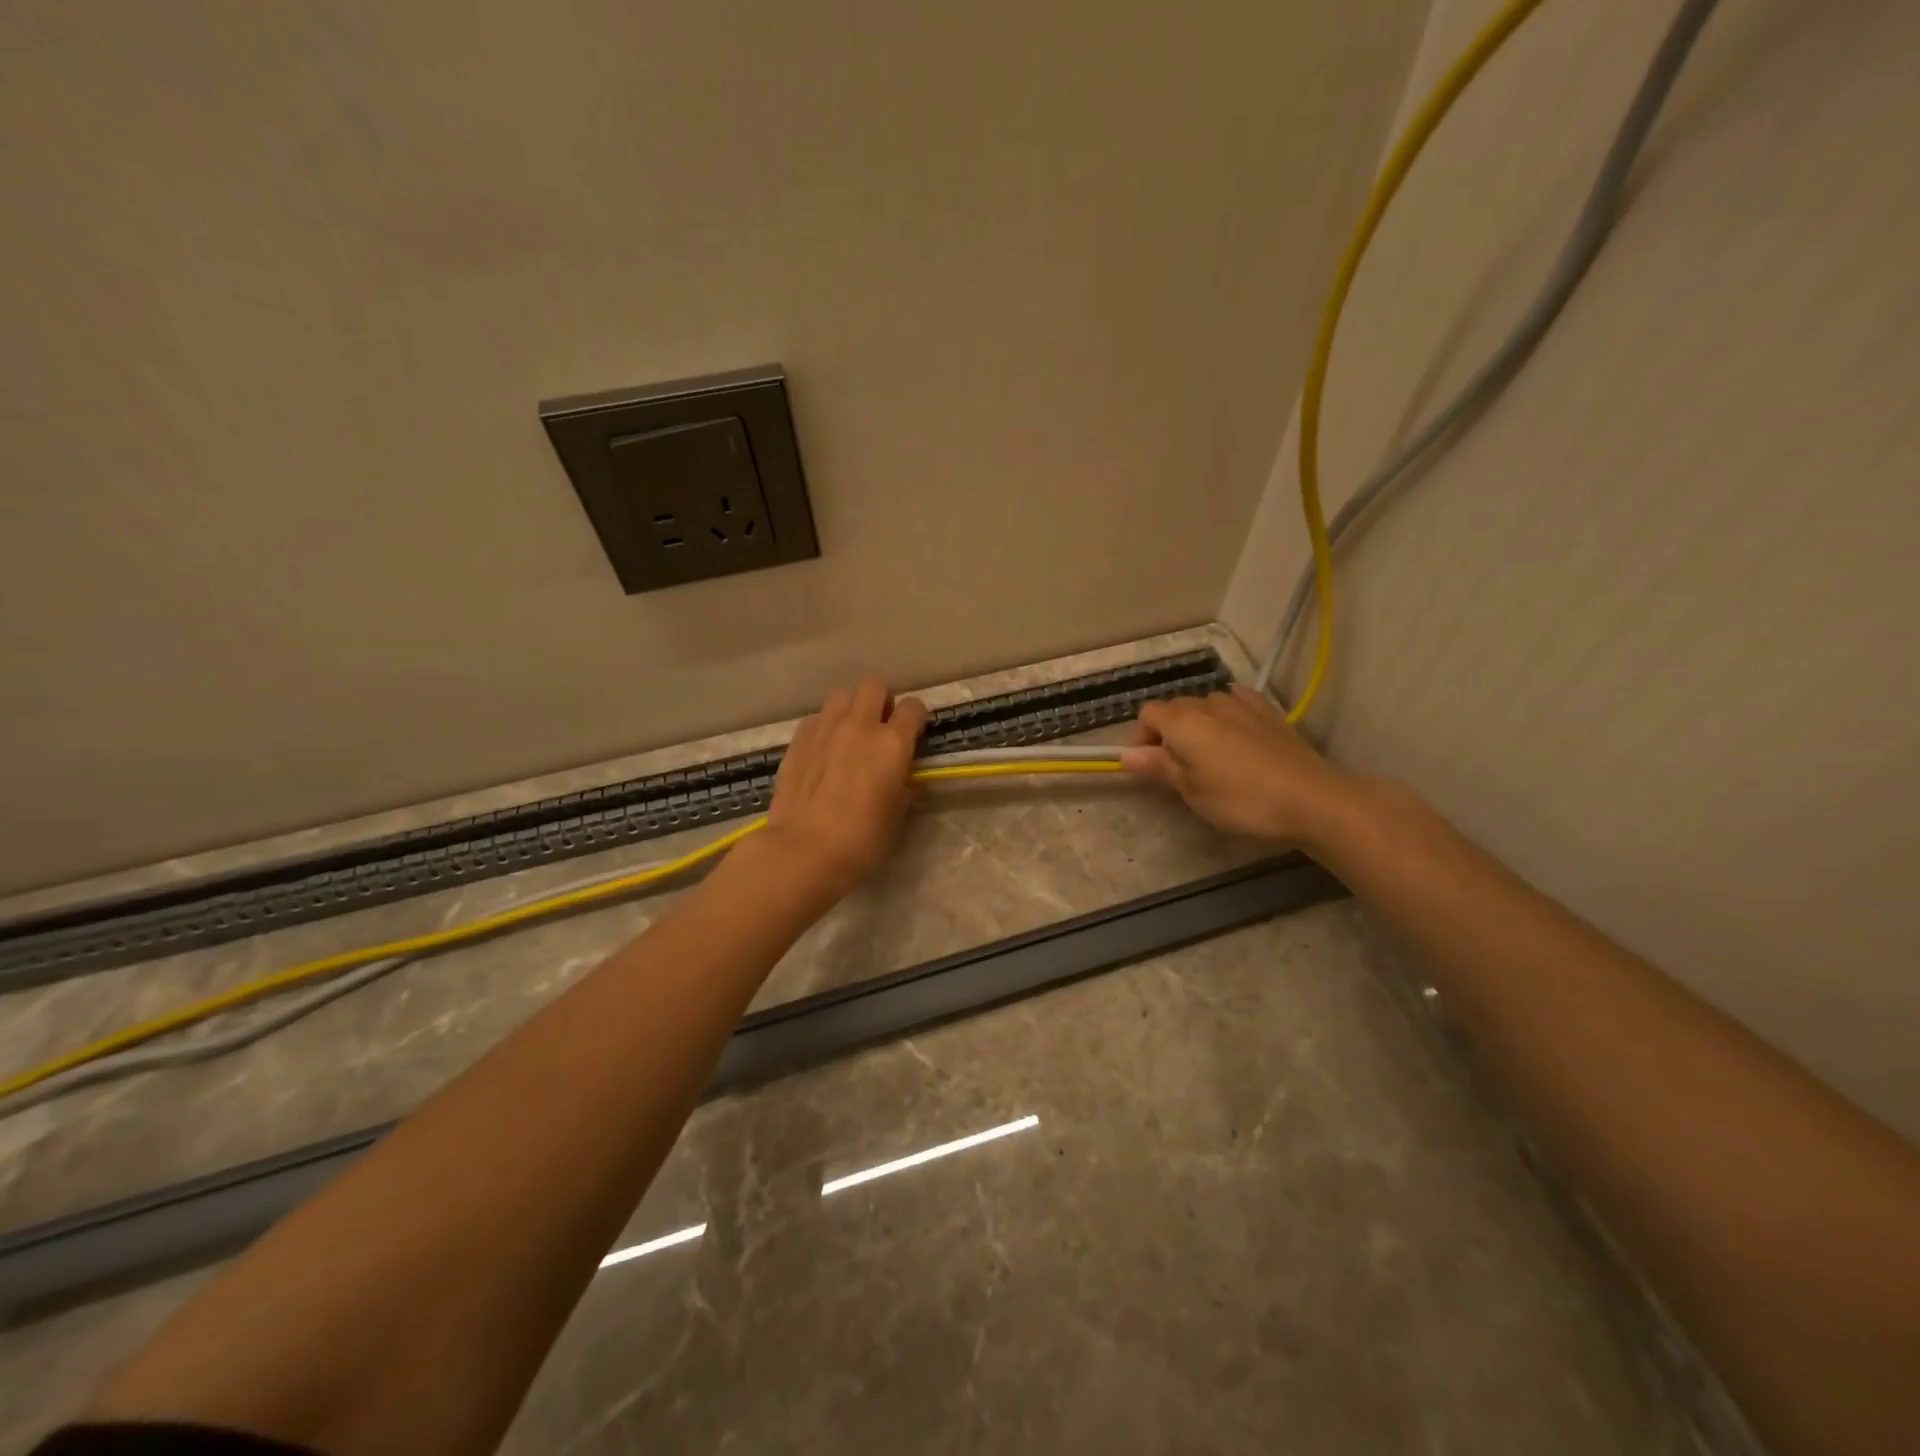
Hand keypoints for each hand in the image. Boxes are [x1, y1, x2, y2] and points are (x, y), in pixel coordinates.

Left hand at [760, 677, 927, 904]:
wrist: (803, 849)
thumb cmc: (861, 839)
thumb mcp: (896, 816)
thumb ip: (902, 786)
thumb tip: (901, 777)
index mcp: (892, 743)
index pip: (913, 707)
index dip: (915, 718)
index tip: (913, 733)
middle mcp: (860, 725)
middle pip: (874, 685)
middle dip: (882, 700)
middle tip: (881, 725)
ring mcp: (825, 727)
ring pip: (842, 694)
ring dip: (852, 707)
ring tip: (850, 732)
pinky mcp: (798, 739)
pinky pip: (817, 717)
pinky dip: (825, 726)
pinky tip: (823, 750)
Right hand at [1121, 685, 1364, 851]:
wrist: (1313, 799)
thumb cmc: (1243, 800)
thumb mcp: (1193, 791)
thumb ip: (1159, 767)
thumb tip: (1126, 755)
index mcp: (1183, 722)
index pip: (1147, 714)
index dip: (1142, 738)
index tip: (1152, 767)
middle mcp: (1208, 703)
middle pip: (1175, 707)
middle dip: (1168, 732)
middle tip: (1180, 770)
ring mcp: (1241, 703)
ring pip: (1205, 705)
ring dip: (1199, 725)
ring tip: (1211, 757)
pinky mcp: (1268, 711)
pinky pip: (1235, 702)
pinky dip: (1227, 716)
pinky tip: (1236, 737)